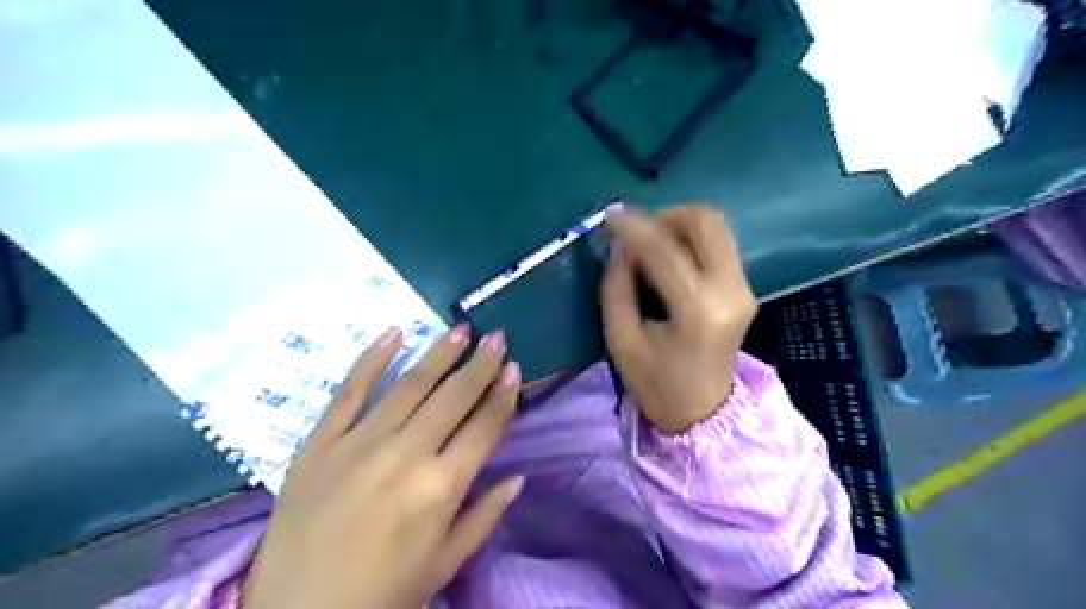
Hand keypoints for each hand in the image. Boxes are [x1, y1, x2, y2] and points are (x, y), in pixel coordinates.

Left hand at [243, 327, 524, 607]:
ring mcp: (359, 443)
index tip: (514, 370)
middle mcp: (406, 454)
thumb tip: (518, 478)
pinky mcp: (320, 442)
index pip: (484, 427)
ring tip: (461, 329)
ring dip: (439, 353)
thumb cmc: (384, 593)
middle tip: (496, 337)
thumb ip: (485, 516)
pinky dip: (372, 359)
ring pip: (410, 384)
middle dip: (480, 364)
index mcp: (441, 487)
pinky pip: (349, 390)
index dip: (503, 396)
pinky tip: (395, 332)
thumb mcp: (446, 563)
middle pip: (453, 397)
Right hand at [602, 206, 755, 435]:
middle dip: (665, 217)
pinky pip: (719, 245)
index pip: (664, 249)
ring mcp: (743, 288)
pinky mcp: (744, 288)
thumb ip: (617, 286)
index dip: (633, 227)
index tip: (609, 217)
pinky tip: (669, 258)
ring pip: (716, 227)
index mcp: (697, 309)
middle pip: (706, 222)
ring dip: (680, 225)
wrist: (704, 412)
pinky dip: (690, 240)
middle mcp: (729, 290)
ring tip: (651, 245)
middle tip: (638, 234)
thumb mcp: (621, 340)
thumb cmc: (656, 384)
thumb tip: (621, 246)